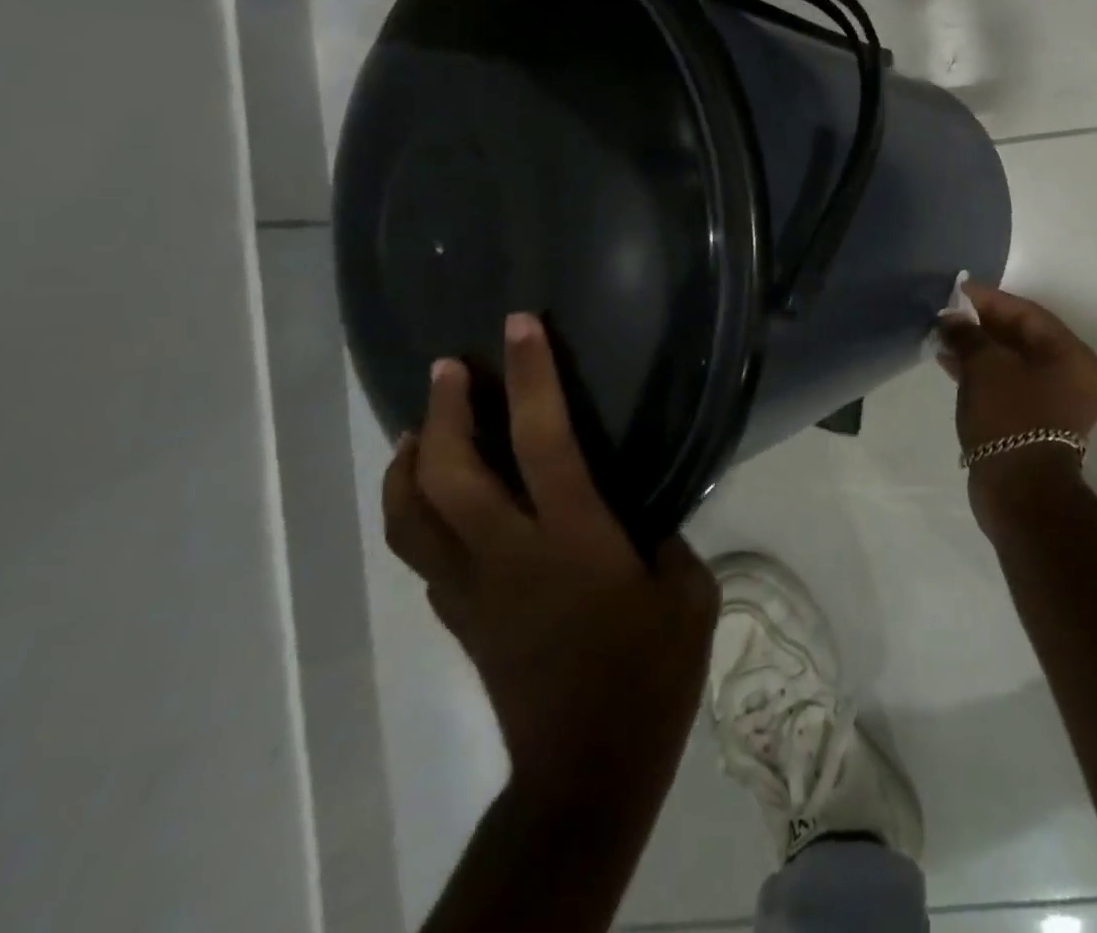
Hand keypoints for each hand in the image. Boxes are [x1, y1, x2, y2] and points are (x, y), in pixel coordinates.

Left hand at [382, 313, 716, 783]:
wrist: (588, 770)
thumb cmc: (649, 674)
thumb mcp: (688, 594)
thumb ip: (664, 541)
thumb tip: (642, 517)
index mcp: (572, 538)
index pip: (541, 439)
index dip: (528, 375)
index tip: (519, 325)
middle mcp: (508, 553)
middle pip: (447, 471)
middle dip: (443, 409)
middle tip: (450, 367)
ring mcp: (472, 588)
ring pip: (410, 513)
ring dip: (408, 459)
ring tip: (421, 424)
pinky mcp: (459, 617)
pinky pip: (421, 550)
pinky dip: (415, 509)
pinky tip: (436, 496)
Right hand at [939, 283, 1096, 531]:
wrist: (1021, 492)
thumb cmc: (1010, 417)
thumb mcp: (985, 366)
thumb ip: (969, 335)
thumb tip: (953, 319)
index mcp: (1072, 355)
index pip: (1027, 313)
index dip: (990, 299)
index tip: (958, 291)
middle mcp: (1073, 376)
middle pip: (1023, 338)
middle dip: (983, 325)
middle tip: (949, 316)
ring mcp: (1057, 404)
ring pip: (1014, 364)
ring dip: (980, 351)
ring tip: (945, 341)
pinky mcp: (1038, 426)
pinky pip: (1010, 387)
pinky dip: (985, 375)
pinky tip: (954, 368)